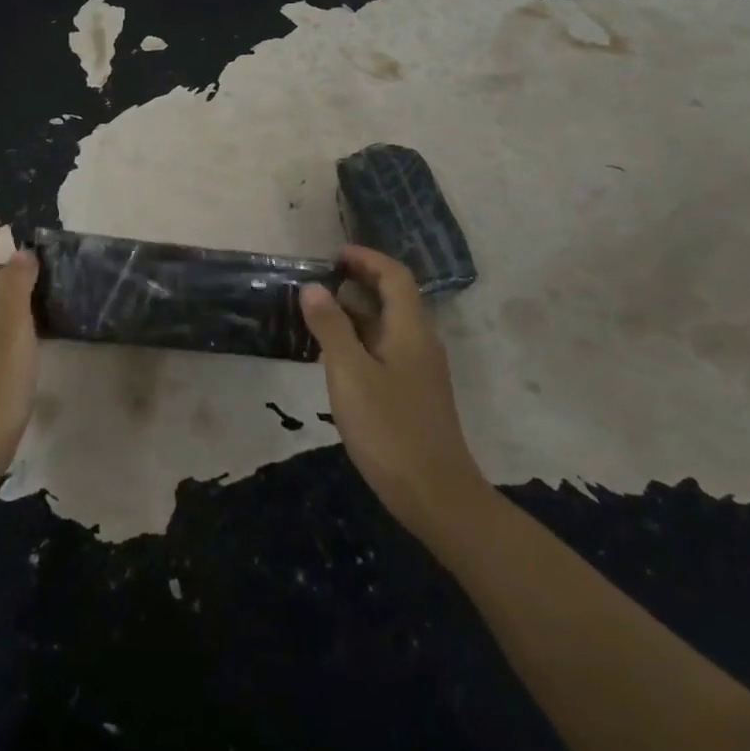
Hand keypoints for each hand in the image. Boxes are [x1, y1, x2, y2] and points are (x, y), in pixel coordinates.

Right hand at [301, 246, 490, 538]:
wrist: (436, 495)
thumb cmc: (390, 429)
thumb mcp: (350, 374)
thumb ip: (331, 327)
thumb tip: (313, 287)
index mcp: (410, 329)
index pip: (394, 276)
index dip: (366, 258)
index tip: (333, 255)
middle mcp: (420, 342)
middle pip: (394, 297)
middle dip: (359, 280)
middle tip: (319, 280)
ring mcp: (420, 370)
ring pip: (388, 325)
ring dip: (357, 310)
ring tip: (318, 313)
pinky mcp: (414, 393)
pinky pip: (386, 348)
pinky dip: (361, 338)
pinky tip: (335, 355)